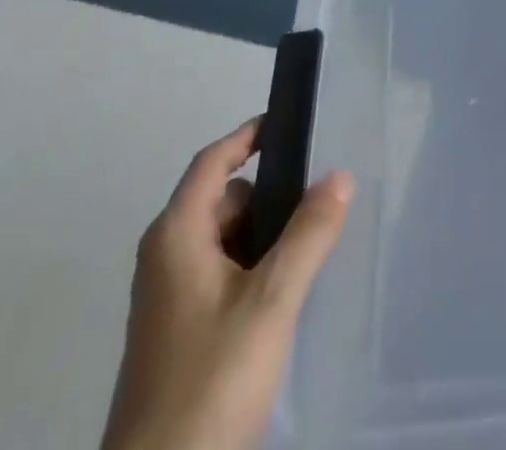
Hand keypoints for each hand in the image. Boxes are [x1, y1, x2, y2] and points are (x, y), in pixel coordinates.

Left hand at [101, 120, 353, 449]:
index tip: (294, 122)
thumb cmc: (209, 383)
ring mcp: (169, 301)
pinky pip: (223, 277)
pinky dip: (256, 270)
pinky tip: (291, 293)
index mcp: (176, 236)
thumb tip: (339, 173)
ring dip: (268, 237)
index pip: (214, 160)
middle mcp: (166, 259)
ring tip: (318, 243)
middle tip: (324, 196)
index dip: (250, 135)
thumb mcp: (271, 301)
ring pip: (227, 242)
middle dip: (272, 194)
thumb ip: (309, 233)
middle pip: (225, 200)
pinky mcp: (179, 337)